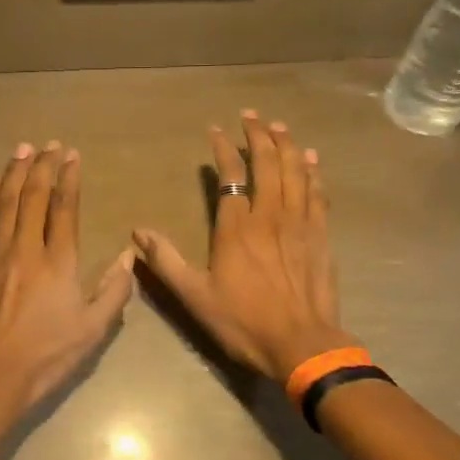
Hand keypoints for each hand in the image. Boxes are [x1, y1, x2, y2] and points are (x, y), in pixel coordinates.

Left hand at [0, 141, 134, 411]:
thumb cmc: (46, 356)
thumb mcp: (93, 330)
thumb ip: (114, 291)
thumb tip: (130, 255)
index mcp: (59, 262)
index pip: (65, 208)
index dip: (69, 178)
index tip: (71, 155)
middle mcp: (27, 248)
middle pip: (35, 197)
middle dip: (43, 166)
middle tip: (48, 144)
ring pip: (7, 203)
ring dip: (15, 173)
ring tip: (22, 150)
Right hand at [134, 111, 354, 382]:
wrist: (303, 344)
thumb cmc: (244, 322)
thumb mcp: (195, 296)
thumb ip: (166, 261)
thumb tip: (138, 232)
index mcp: (237, 228)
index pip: (231, 176)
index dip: (223, 149)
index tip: (216, 131)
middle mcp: (270, 216)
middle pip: (268, 164)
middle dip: (259, 135)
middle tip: (252, 115)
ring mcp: (300, 224)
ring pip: (296, 172)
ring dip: (287, 145)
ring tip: (279, 126)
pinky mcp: (321, 236)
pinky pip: (318, 194)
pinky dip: (314, 172)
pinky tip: (312, 159)